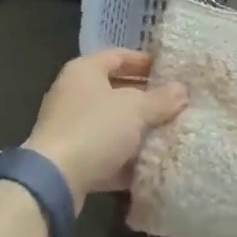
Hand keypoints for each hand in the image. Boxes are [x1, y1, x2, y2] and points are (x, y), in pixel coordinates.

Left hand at [24, 49, 188, 210]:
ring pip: (111, 124)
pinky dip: (124, 158)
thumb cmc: (94, 129)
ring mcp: (70, 127)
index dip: (144, 61)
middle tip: (173, 104)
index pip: (118, 55)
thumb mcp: (134, 110)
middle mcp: (74, 93)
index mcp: (85, 70)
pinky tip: (148, 167)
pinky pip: (104, 152)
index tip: (170, 71)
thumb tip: (182, 90)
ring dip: (136, 131)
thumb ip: (159, 99)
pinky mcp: (70, 159)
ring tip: (167, 134)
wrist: (54, 181)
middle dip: (144, 99)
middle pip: (115, 90)